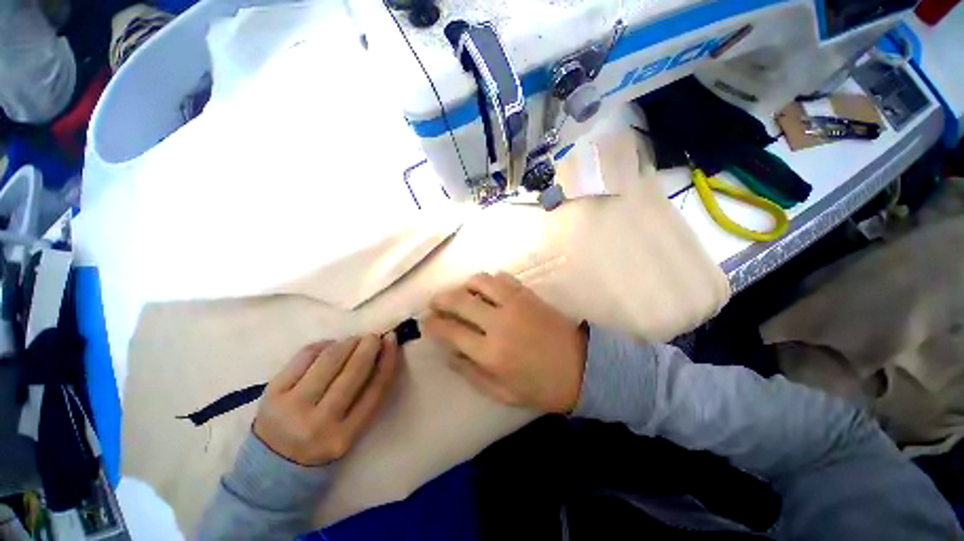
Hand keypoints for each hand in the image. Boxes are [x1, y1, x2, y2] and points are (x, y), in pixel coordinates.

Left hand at [253, 335, 399, 465]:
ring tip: (353, 341)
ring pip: (330, 359)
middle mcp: (318, 423)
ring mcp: (292, 406)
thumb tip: (381, 351)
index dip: (387, 360)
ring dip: (347, 343)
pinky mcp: (272, 392)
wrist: (271, 466)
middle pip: (354, 372)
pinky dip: (323, 345)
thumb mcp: (350, 429)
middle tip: (373, 336)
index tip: (392, 340)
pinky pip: (305, 356)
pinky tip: (329, 346)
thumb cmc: (321, 443)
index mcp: (344, 436)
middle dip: (368, 346)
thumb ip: (368, 395)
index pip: (375, 389)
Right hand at [424, 272, 587, 412]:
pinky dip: (489, 281)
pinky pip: (502, 278)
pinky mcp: (528, 294)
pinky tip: (487, 290)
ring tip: (461, 294)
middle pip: (459, 300)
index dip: (434, 324)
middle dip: (440, 299)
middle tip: (435, 302)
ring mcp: (515, 303)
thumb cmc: (541, 386)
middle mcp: (498, 322)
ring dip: (464, 286)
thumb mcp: (502, 393)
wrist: (582, 367)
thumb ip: (470, 373)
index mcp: (490, 353)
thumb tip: (448, 354)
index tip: (427, 321)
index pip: (451, 331)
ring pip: (479, 281)